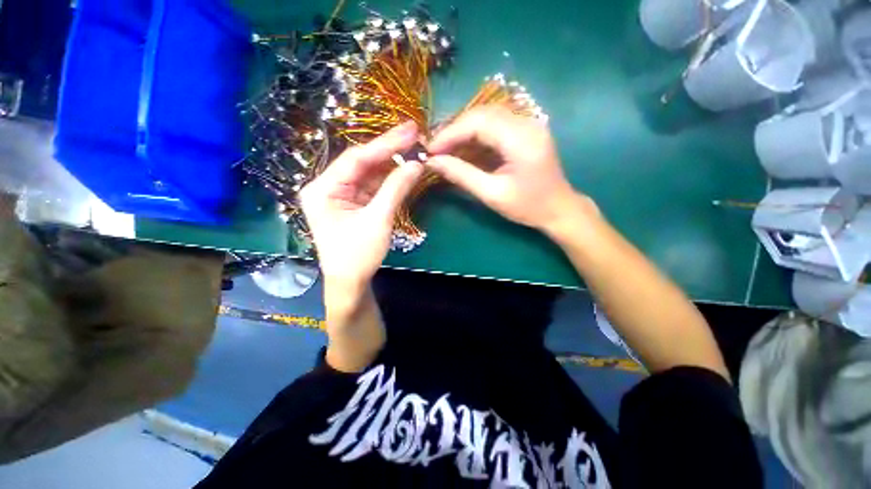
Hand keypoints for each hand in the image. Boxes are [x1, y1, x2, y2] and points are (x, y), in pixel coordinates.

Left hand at [300, 122, 423, 290]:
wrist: (351, 282)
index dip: (385, 144)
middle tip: (414, 134)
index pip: (356, 158)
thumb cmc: (358, 255)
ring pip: (369, 172)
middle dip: (389, 150)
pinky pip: (373, 185)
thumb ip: (396, 189)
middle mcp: (328, 186)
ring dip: (391, 163)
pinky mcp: (353, 202)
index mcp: (323, 189)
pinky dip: (390, 178)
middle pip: (362, 162)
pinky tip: (404, 168)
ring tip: (413, 148)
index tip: (409, 130)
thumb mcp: (378, 220)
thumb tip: (417, 164)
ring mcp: (341, 194)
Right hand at [427, 107, 596, 233]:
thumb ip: (461, 175)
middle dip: (454, 130)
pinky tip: (463, 149)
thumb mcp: (492, 194)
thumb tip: (432, 162)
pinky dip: (475, 135)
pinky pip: (495, 125)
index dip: (450, 133)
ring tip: (445, 149)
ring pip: (486, 116)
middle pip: (481, 113)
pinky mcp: (525, 130)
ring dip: (463, 131)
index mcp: (521, 139)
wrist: (559, 209)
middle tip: (435, 149)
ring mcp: (528, 124)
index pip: (478, 122)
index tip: (430, 150)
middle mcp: (526, 123)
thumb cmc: (527, 207)